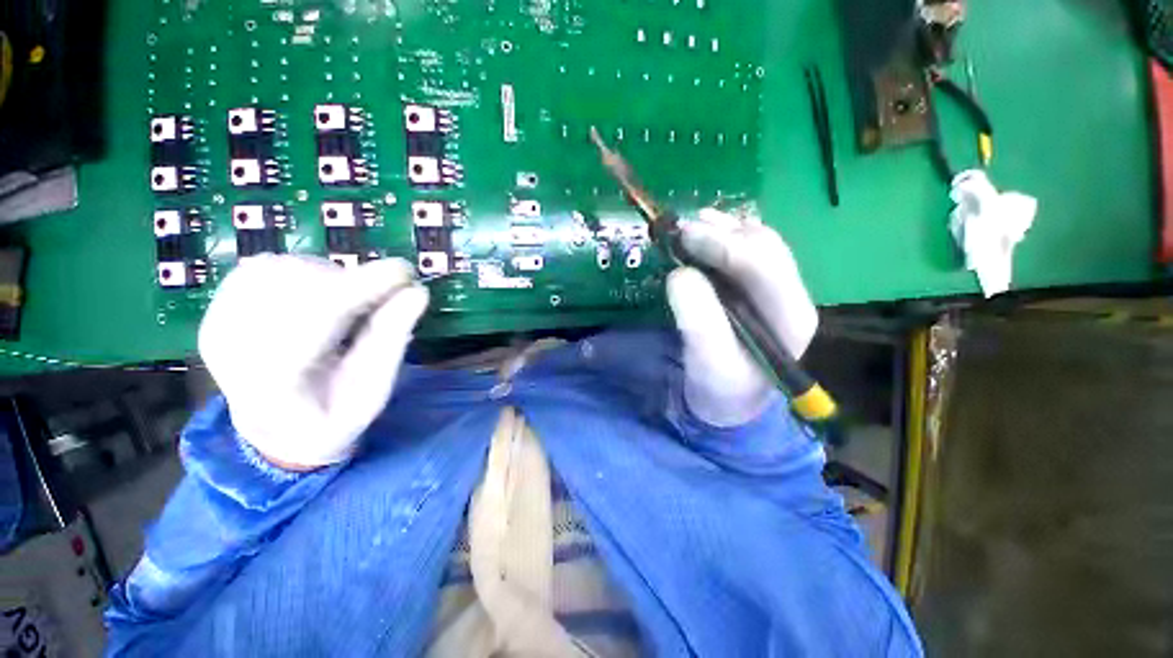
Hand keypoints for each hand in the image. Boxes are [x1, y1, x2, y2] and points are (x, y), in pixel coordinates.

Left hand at [198, 255, 428, 469]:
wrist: (276, 430)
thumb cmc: (333, 416)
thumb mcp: (374, 390)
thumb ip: (391, 340)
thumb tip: (416, 292)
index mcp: (276, 383)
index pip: (318, 316)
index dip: (365, 286)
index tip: (406, 272)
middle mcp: (233, 348)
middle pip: (298, 287)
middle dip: (351, 283)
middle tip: (381, 297)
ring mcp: (218, 325)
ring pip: (280, 271)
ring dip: (328, 277)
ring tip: (347, 304)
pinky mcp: (217, 310)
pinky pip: (261, 269)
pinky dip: (302, 272)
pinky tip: (318, 295)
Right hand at [666, 208, 817, 426]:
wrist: (729, 398)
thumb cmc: (720, 386)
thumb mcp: (708, 362)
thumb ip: (698, 320)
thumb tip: (681, 273)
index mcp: (790, 317)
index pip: (765, 266)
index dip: (724, 245)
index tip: (683, 237)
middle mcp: (791, 295)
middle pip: (765, 246)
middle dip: (723, 233)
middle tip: (682, 230)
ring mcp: (776, 288)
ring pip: (757, 242)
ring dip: (724, 229)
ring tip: (691, 225)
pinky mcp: (758, 287)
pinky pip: (746, 250)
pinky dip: (723, 236)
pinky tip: (705, 231)